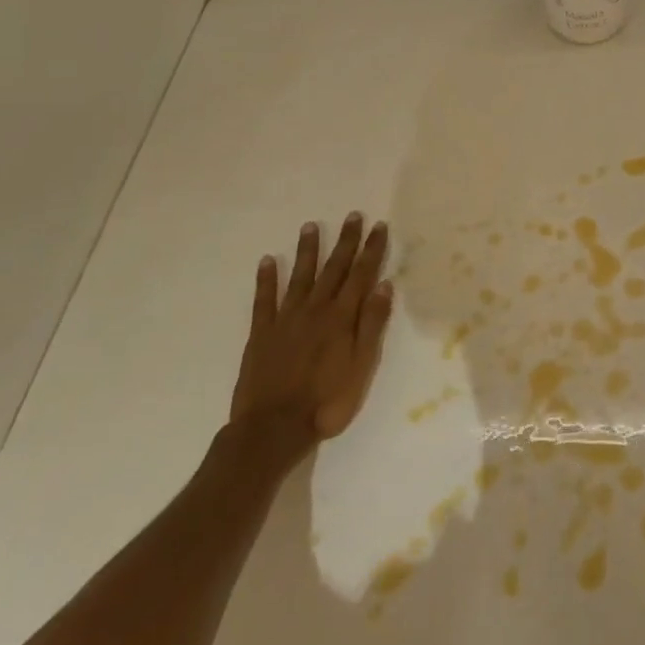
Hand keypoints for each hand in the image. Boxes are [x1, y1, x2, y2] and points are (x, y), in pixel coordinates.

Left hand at [228, 215, 392, 463]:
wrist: (274, 428)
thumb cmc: (327, 401)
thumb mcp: (362, 366)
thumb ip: (371, 324)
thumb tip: (383, 285)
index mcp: (341, 318)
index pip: (361, 275)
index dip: (371, 250)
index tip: (378, 226)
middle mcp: (315, 310)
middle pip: (334, 269)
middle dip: (345, 241)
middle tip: (353, 216)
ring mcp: (286, 319)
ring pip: (300, 277)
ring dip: (307, 251)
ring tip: (310, 226)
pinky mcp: (262, 333)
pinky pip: (264, 300)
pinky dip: (266, 279)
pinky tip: (267, 262)